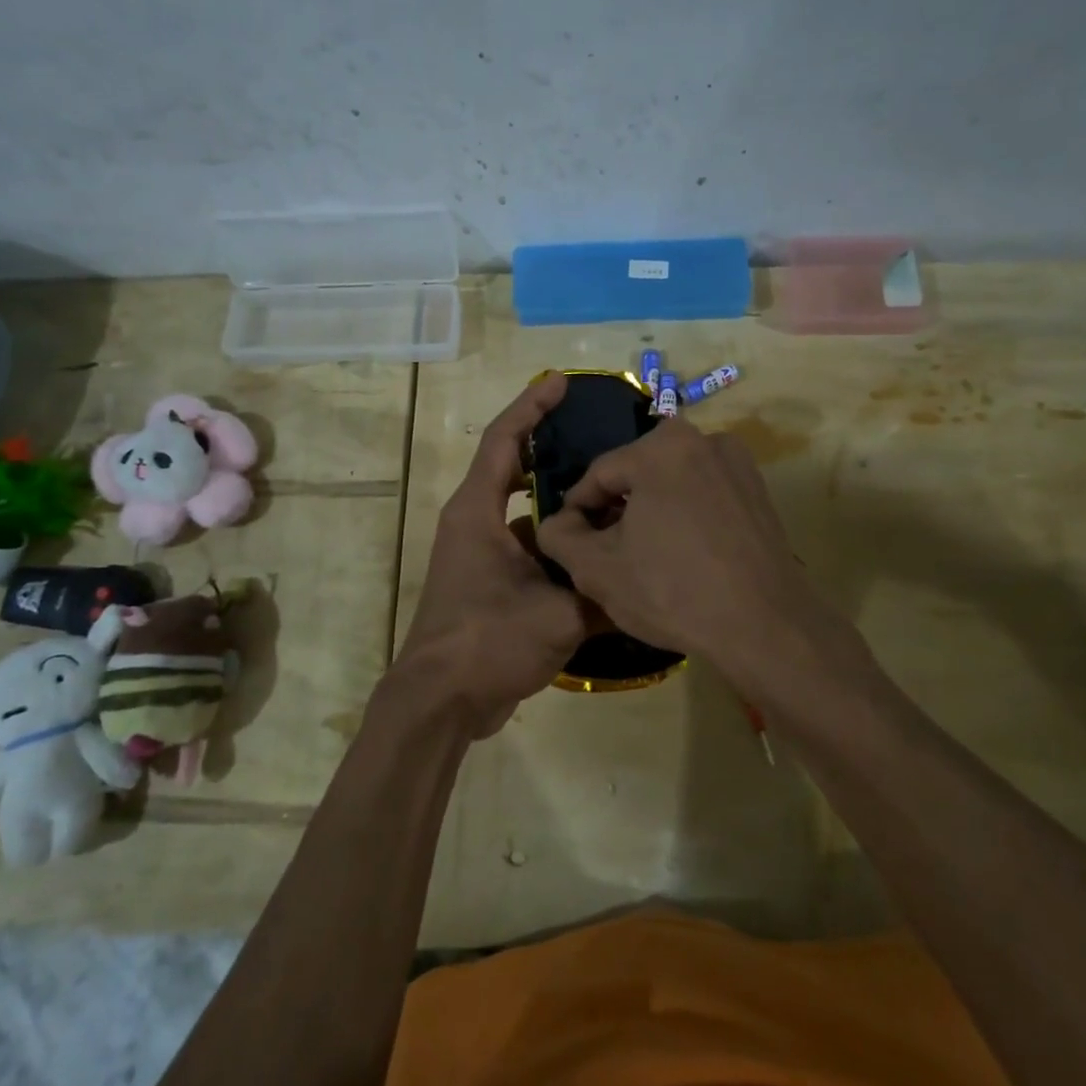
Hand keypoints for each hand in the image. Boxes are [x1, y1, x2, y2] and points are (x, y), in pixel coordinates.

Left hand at [394, 373, 594, 737]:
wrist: (441, 702)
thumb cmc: (488, 641)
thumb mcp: (558, 614)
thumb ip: (603, 589)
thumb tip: (644, 576)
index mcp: (477, 512)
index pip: (503, 440)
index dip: (531, 406)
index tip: (560, 383)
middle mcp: (474, 523)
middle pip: (513, 469)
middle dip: (551, 449)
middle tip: (597, 437)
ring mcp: (480, 554)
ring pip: (525, 513)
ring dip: (559, 503)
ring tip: (609, 493)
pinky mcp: (489, 582)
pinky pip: (528, 546)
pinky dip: (557, 543)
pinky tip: (595, 551)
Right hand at [534, 418, 852, 705]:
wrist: (764, 626)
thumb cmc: (672, 591)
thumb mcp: (596, 569)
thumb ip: (559, 536)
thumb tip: (556, 521)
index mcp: (661, 446)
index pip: (599, 474)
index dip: (577, 510)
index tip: (570, 542)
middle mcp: (703, 438)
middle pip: (636, 473)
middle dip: (616, 508)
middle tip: (605, 550)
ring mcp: (737, 462)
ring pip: (671, 481)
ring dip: (650, 510)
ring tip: (642, 555)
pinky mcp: (758, 490)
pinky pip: (703, 493)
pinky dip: (685, 514)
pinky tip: (681, 554)